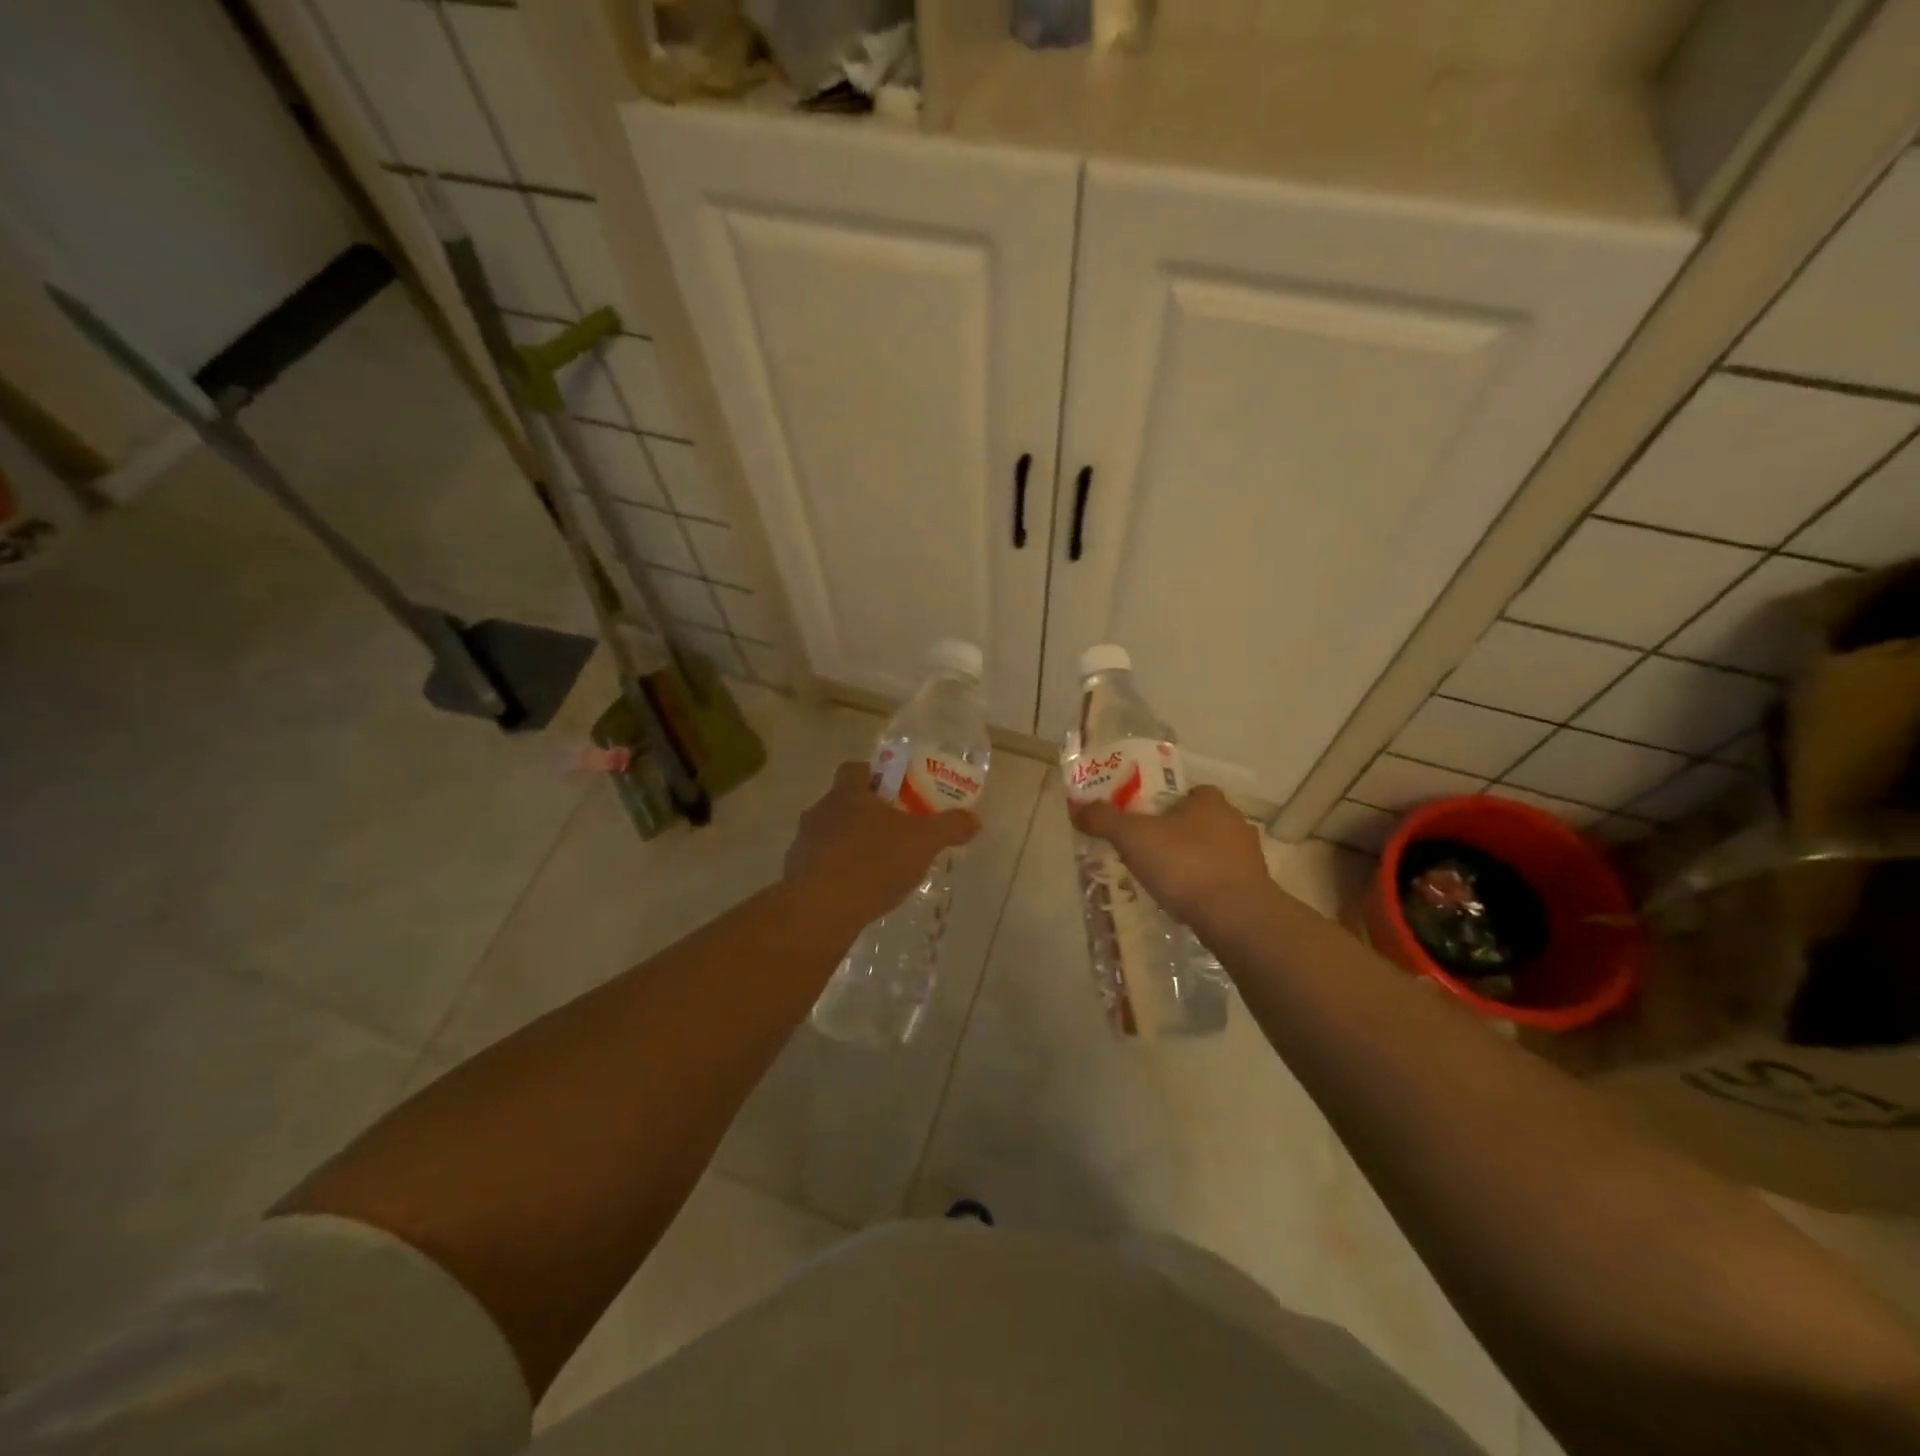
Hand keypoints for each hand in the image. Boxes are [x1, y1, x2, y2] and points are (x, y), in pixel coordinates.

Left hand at [786, 762, 979, 928]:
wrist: (821, 909)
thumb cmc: (873, 861)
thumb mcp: (924, 841)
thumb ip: (950, 826)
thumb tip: (973, 819)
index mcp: (847, 793)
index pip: (855, 769)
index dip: (876, 776)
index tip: (897, 793)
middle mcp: (820, 811)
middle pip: (844, 803)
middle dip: (869, 815)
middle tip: (897, 833)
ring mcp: (803, 844)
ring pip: (831, 835)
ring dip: (852, 846)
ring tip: (880, 868)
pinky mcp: (795, 876)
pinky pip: (821, 866)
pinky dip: (839, 874)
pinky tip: (859, 893)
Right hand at [1068, 785, 1272, 931]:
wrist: (1238, 918)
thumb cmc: (1185, 865)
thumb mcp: (1133, 837)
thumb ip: (1103, 819)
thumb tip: (1077, 807)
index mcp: (1209, 800)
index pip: (1182, 792)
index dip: (1158, 804)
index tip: (1138, 822)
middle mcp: (1233, 821)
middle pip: (1193, 821)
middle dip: (1170, 834)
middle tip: (1142, 852)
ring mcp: (1247, 856)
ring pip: (1207, 851)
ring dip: (1186, 862)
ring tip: (1159, 881)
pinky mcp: (1252, 888)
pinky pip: (1217, 879)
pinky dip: (1200, 886)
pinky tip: (1182, 901)